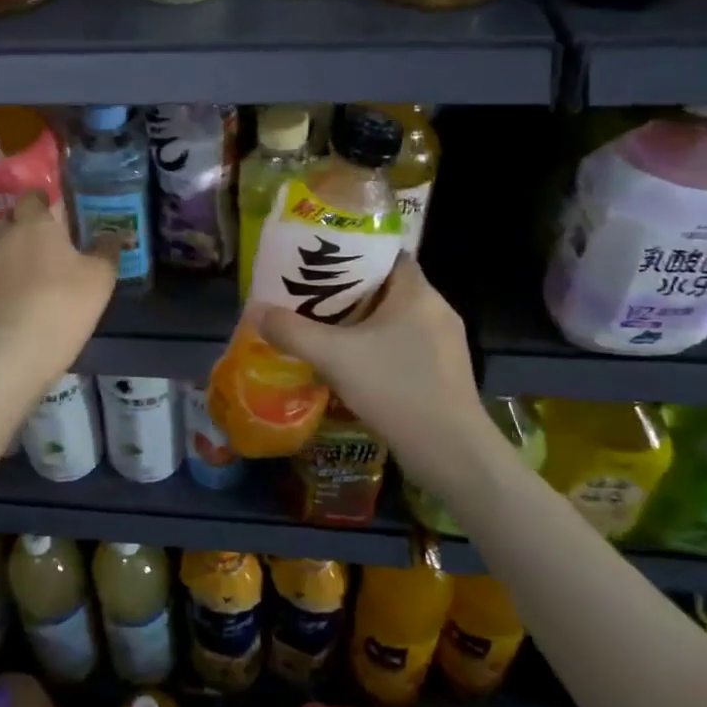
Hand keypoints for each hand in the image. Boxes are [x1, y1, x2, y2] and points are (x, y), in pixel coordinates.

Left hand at [0, 192, 117, 386]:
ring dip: (19, 252)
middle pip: (12, 219)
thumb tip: (115, 233)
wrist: (18, 351)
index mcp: (34, 224)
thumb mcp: (100, 277)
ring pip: (3, 247)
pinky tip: (27, 294)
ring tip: (41, 269)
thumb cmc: (64, 303)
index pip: (32, 197)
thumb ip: (107, 249)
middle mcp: (6, 237)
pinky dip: (11, 277)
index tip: (59, 210)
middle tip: (52, 239)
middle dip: (28, 224)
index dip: (44, 200)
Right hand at [259, 256, 489, 483]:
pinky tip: (354, 365)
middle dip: (350, 292)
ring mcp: (446, 344)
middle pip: (388, 288)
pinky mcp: (445, 373)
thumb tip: (256, 311)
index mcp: (418, 293)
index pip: (387, 256)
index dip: (354, 255)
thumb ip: (292, 331)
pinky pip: (405, 346)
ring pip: (396, 320)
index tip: (322, 263)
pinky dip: (379, 348)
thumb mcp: (333, 356)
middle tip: (312, 296)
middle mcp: (437, 310)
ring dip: (363, 323)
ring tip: (326, 329)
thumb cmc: (395, 388)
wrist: (450, 452)